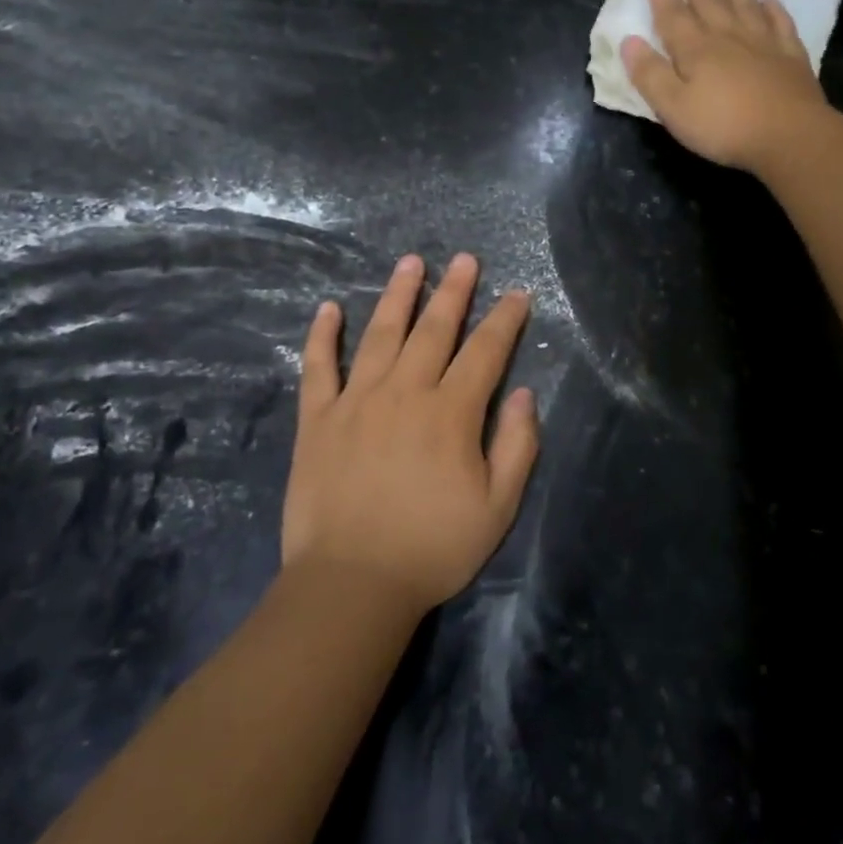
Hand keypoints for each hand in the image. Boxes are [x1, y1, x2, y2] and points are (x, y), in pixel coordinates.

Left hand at [282, 252, 537, 614]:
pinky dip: (322, 336)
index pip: (485, 352)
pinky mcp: (317, 420)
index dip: (504, 320)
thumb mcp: (498, 507)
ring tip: (410, 262)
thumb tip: (525, 394)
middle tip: (465, 259)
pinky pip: (318, 368)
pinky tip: (328, 308)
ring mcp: (356, 401)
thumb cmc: (432, 548)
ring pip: (380, 334)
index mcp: (452, 413)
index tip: (516, 294)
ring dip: (397, 295)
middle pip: (434, 329)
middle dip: (454, 291)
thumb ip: (518, 446)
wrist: (351, 584)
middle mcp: (405, 392)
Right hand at [620, 0, 831, 172]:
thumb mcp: (673, 108)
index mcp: (695, 50)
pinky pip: (780, 23)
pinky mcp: (790, 56)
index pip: (672, 14)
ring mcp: (763, 43)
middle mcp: (728, 36)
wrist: (789, 135)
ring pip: (744, 3)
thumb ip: (650, 75)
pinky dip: (774, 8)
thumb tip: (628, 42)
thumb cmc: (724, 126)